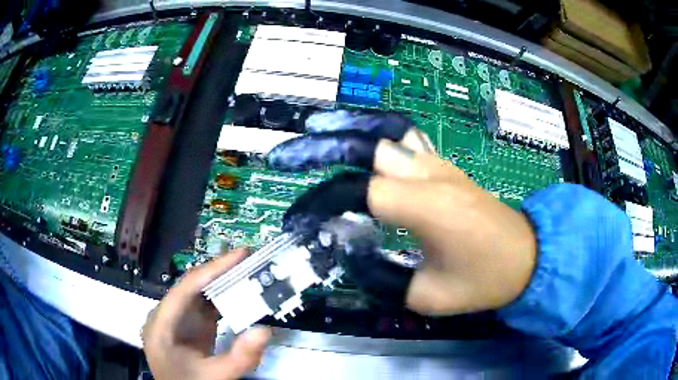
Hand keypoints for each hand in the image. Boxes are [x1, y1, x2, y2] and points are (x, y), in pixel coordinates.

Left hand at [142, 249, 271, 379]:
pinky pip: (204, 306)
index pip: (186, 288)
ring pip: (198, 293)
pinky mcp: (187, 326)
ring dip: (222, 282)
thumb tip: (264, 330)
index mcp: (161, 325)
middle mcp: (165, 315)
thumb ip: (238, 358)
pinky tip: (239, 293)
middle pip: (191, 287)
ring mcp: (176, 320)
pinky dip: (222, 298)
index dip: (213, 269)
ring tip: (247, 270)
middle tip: (250, 258)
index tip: (240, 254)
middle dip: (220, 271)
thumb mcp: (215, 377)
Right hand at [268, 110, 536, 314]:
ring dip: (347, 130)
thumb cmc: (484, 281)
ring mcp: (440, 165)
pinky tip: (356, 140)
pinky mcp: (445, 167)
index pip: (360, 192)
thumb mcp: (428, 295)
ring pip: (385, 134)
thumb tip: (345, 246)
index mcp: (428, 207)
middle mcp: (431, 175)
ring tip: (315, 131)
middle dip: (322, 146)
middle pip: (367, 146)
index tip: (299, 220)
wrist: (527, 256)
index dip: (323, 203)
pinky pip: (404, 140)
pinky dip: (374, 135)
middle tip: (288, 155)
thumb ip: (380, 275)